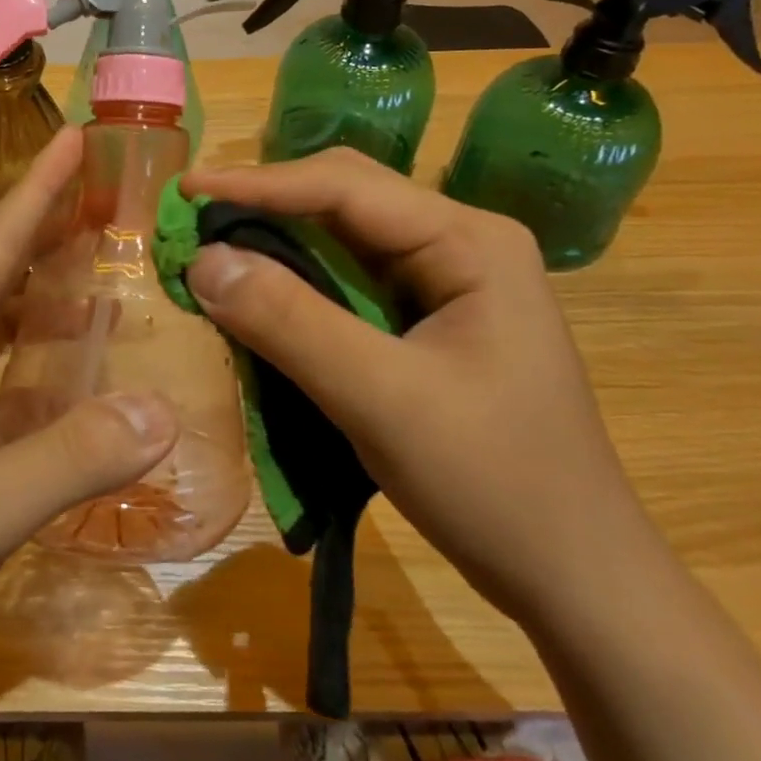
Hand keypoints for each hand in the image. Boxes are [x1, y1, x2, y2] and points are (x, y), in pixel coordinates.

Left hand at [0, 127, 178, 697]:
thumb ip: (69, 459)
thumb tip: (163, 410)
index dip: (37, 191)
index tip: (77, 136)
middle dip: (50, 222)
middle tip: (111, 184)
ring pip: (3, 315)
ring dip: (50, 280)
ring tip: (109, 246)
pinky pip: (8, 366)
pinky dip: (47, 347)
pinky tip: (88, 346)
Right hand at [179, 148, 660, 628]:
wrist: (574, 577)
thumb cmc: (495, 483)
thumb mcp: (382, 399)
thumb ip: (290, 323)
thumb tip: (202, 261)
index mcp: (469, 240)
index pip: (344, 186)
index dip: (258, 184)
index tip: (186, 191)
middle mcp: (457, 242)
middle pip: (343, 199)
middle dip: (264, 205)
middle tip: (191, 220)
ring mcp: (444, 280)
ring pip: (340, 239)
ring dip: (274, 243)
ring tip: (210, 250)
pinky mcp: (425, 318)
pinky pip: (345, 282)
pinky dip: (293, 283)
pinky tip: (257, 294)